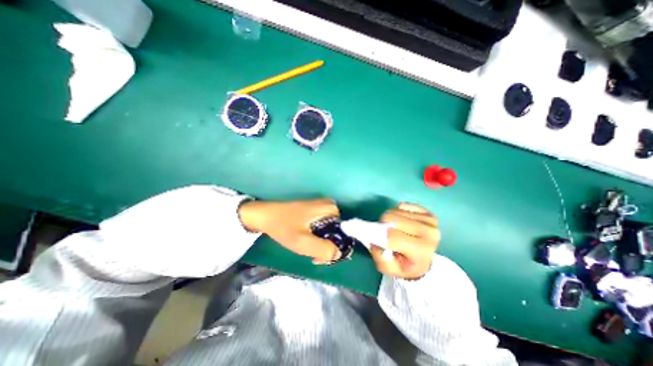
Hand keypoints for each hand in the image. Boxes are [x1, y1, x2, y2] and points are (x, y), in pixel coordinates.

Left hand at [239, 200, 342, 263]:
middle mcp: (329, 206)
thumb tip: (338, 254)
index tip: (322, 258)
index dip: (336, 248)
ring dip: (321, 243)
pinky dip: (317, 236)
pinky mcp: (314, 210)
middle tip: (313, 255)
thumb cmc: (284, 227)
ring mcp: (322, 207)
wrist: (265, 216)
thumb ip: (324, 250)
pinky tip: (305, 240)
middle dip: (327, 246)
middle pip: (337, 232)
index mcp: (331, 209)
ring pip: (329, 231)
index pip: (344, 233)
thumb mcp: (303, 242)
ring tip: (307, 248)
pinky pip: (323, 227)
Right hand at [369, 203, 440, 279]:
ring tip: (395, 229)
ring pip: (396, 211)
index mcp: (421, 250)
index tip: (374, 236)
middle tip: (385, 233)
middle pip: (393, 219)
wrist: (424, 261)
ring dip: (390, 218)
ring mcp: (429, 221)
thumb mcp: (389, 270)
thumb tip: (375, 241)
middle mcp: (429, 233)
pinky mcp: (427, 212)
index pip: (392, 236)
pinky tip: (402, 222)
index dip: (379, 234)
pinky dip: (397, 212)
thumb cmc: (405, 265)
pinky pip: (402, 206)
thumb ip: (381, 258)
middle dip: (384, 224)